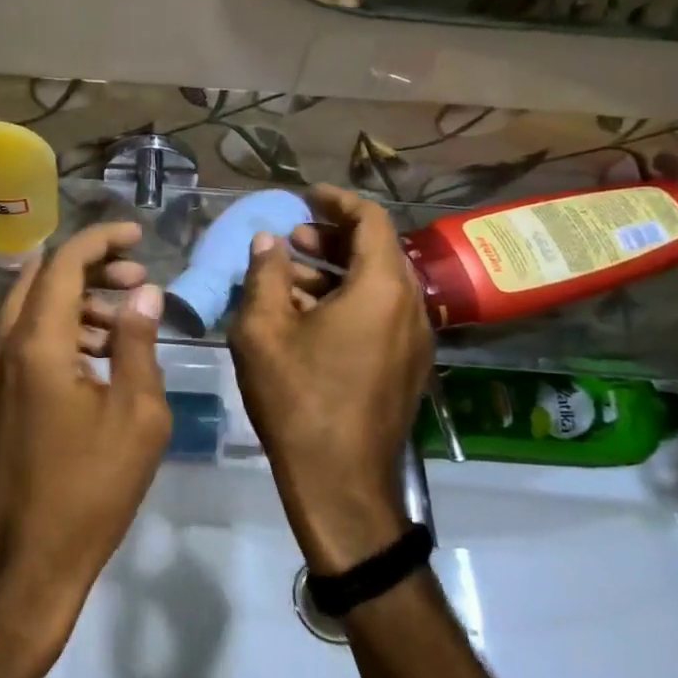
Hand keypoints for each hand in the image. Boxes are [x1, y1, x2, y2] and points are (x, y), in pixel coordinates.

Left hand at [0, 223, 172, 663]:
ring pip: (27, 309)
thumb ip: (137, 342)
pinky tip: (91, 357)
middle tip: (135, 280)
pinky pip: (19, 341)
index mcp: (36, 343)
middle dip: (88, 268)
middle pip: (39, 278)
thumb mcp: (136, 414)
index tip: (137, 235)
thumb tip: (143, 293)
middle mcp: (0, 345)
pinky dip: (54, 331)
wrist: (23, 560)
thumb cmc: (90, 488)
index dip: (102, 240)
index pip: (64, 263)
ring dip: (72, 301)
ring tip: (121, 320)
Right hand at [228, 186, 432, 574]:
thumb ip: (264, 275)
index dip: (336, 201)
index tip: (305, 195)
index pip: (370, 221)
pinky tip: (305, 316)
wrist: (340, 481)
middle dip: (331, 238)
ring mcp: (414, 340)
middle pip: (376, 251)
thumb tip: (268, 242)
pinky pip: (380, 315)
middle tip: (290, 240)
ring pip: (377, 286)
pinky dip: (347, 302)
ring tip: (288, 275)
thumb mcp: (264, 330)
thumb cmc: (298, 398)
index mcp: (382, 289)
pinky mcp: (406, 367)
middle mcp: (410, 307)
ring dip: (335, 272)